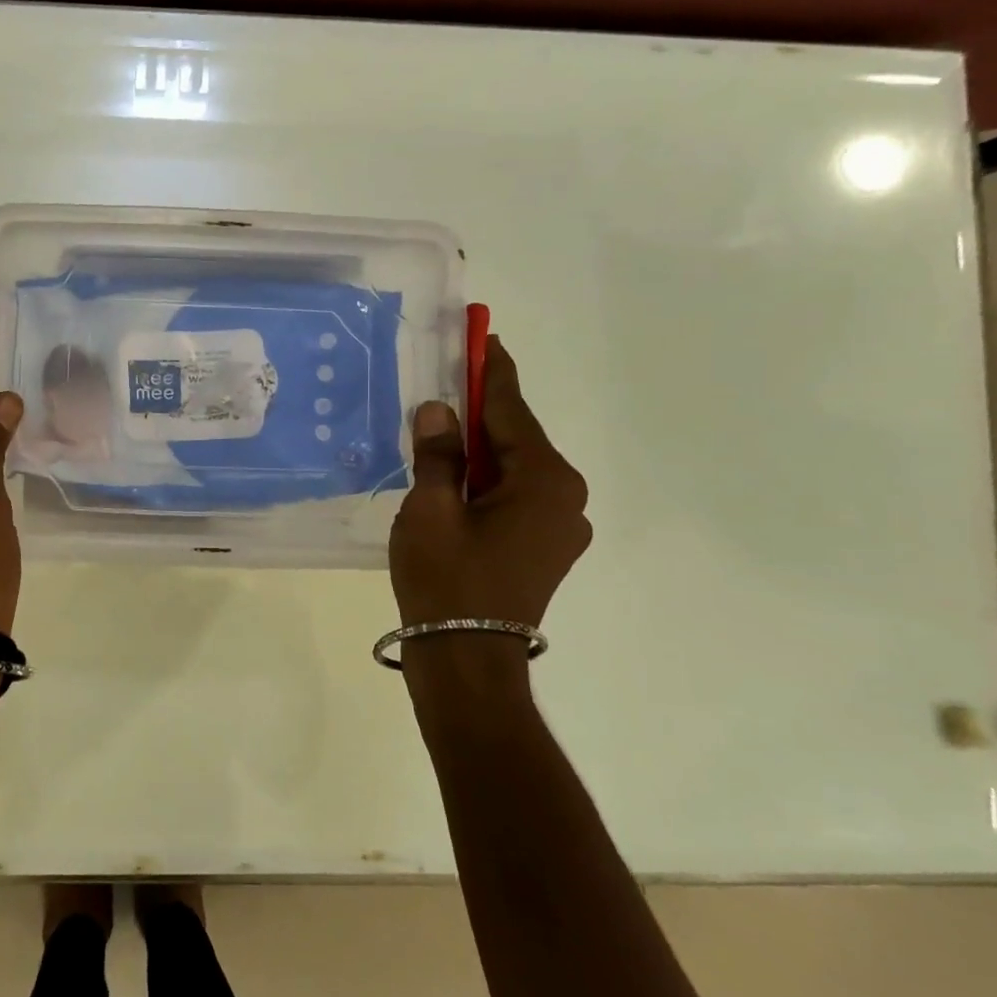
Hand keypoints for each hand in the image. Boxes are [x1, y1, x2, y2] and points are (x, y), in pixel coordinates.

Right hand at [390, 336, 590, 628]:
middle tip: (446, 384)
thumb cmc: (446, 579)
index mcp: (545, 480)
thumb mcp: (430, 509)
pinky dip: (485, 481)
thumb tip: (439, 411)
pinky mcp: (545, 548)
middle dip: (480, 412)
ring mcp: (560, 526)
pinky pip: (514, 496)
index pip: (511, 410)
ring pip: (513, 469)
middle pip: (515, 439)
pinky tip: (453, 481)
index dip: (491, 371)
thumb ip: (438, 454)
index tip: (483, 335)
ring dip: (479, 451)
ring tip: (440, 435)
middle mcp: (566, 497)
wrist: (466, 661)